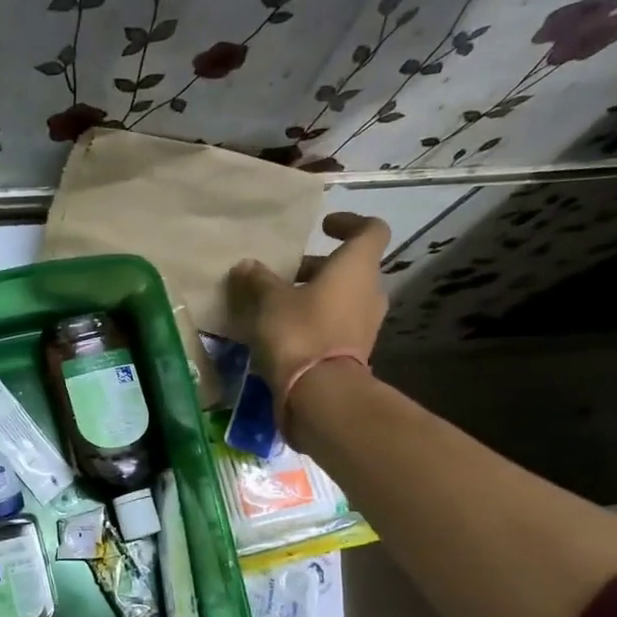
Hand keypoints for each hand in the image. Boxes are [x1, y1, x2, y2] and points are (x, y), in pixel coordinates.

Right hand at [227, 211, 391, 397]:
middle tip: (285, 273)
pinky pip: (335, 326)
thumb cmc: (300, 332)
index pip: (371, 230)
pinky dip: (314, 322)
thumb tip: (246, 265)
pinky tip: (282, 332)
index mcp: (357, 268)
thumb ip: (259, 280)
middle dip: (318, 267)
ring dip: (314, 296)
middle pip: (350, 268)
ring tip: (277, 304)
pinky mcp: (353, 353)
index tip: (323, 227)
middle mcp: (369, 293)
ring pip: (342, 298)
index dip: (349, 222)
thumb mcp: (270, 301)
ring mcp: (365, 326)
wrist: (321, 394)